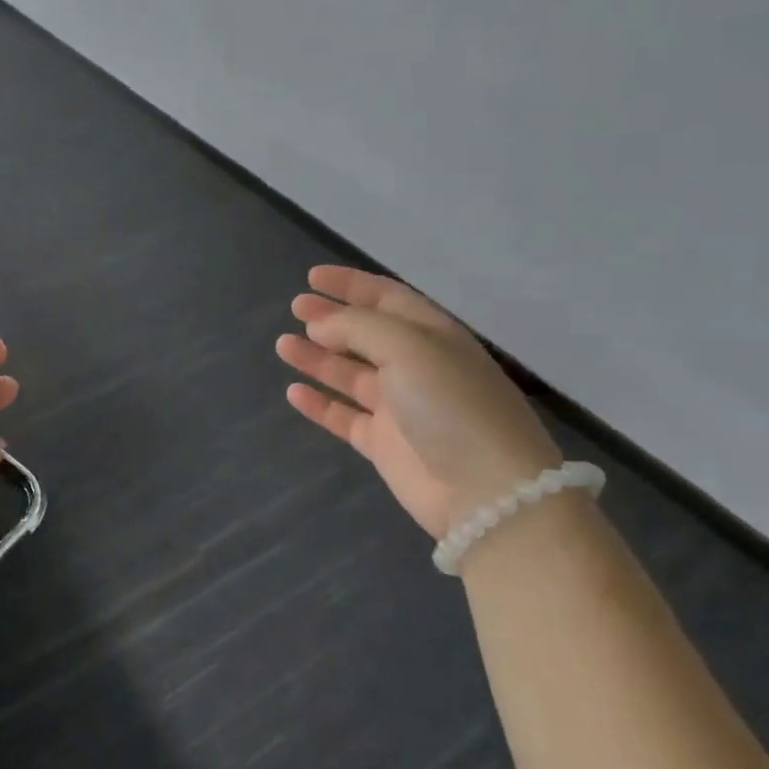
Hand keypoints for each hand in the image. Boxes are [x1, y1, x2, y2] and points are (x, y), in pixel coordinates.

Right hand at [276, 266, 561, 539]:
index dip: (351, 284)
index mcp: (432, 335)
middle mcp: (416, 366)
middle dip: (331, 318)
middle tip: (295, 308)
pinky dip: (319, 404)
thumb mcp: (408, 347)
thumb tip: (319, 325)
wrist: (485, 491)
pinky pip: (344, 416)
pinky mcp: (385, 444)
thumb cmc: (450, 403)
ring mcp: (400, 407)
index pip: (387, 298)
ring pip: (350, 374)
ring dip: (318, 357)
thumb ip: (357, 327)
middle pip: (365, 334)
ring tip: (283, 345)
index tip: (313, 277)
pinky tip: (294, 392)